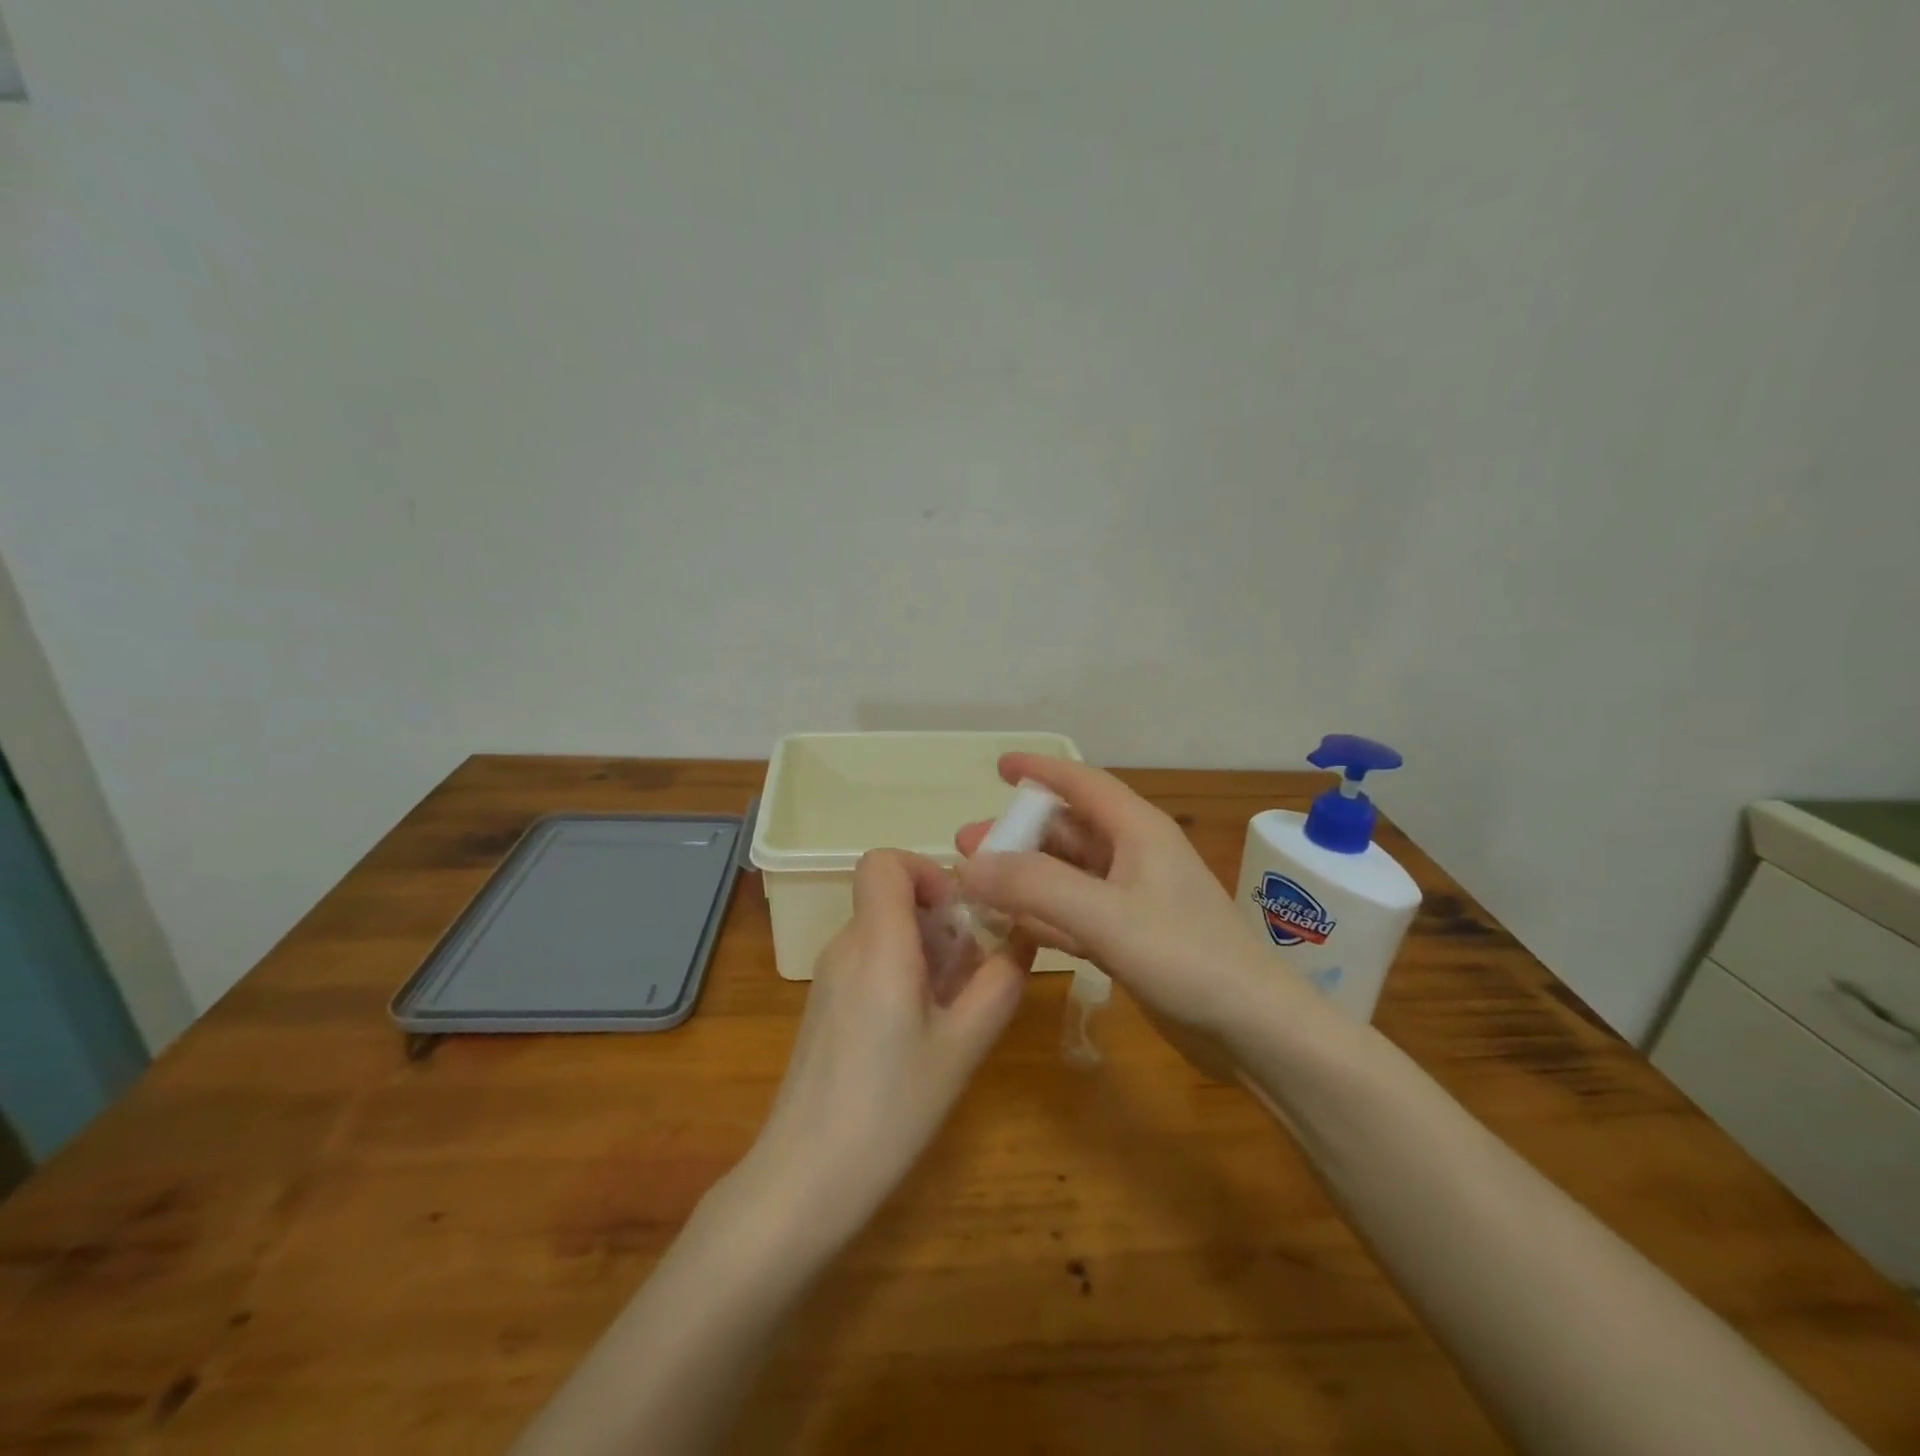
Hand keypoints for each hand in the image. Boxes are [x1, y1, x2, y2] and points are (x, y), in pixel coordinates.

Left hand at [742, 849, 1027, 1241]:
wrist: (804, 1179)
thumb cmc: (891, 1108)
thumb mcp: (963, 1046)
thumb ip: (999, 984)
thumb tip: (1022, 938)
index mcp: (877, 943)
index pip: (884, 861)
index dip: (926, 871)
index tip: (960, 915)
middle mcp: (846, 947)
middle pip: (890, 897)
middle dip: (940, 920)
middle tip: (971, 974)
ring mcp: (829, 977)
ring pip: (883, 931)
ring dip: (926, 951)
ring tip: (951, 1010)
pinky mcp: (824, 1006)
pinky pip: (869, 963)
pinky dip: (902, 974)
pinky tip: (920, 1033)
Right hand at [956, 754, 1297, 1042]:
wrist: (1253, 1030)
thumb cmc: (1185, 957)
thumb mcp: (1105, 916)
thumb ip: (1036, 886)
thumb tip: (972, 864)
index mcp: (1137, 831)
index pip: (1082, 783)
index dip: (1040, 770)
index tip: (999, 766)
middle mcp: (1134, 856)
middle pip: (1066, 831)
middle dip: (1017, 834)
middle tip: (966, 845)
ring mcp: (1132, 900)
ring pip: (1067, 874)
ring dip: (1024, 876)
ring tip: (976, 884)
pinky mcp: (1130, 938)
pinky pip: (1074, 913)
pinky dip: (1042, 915)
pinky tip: (1010, 926)